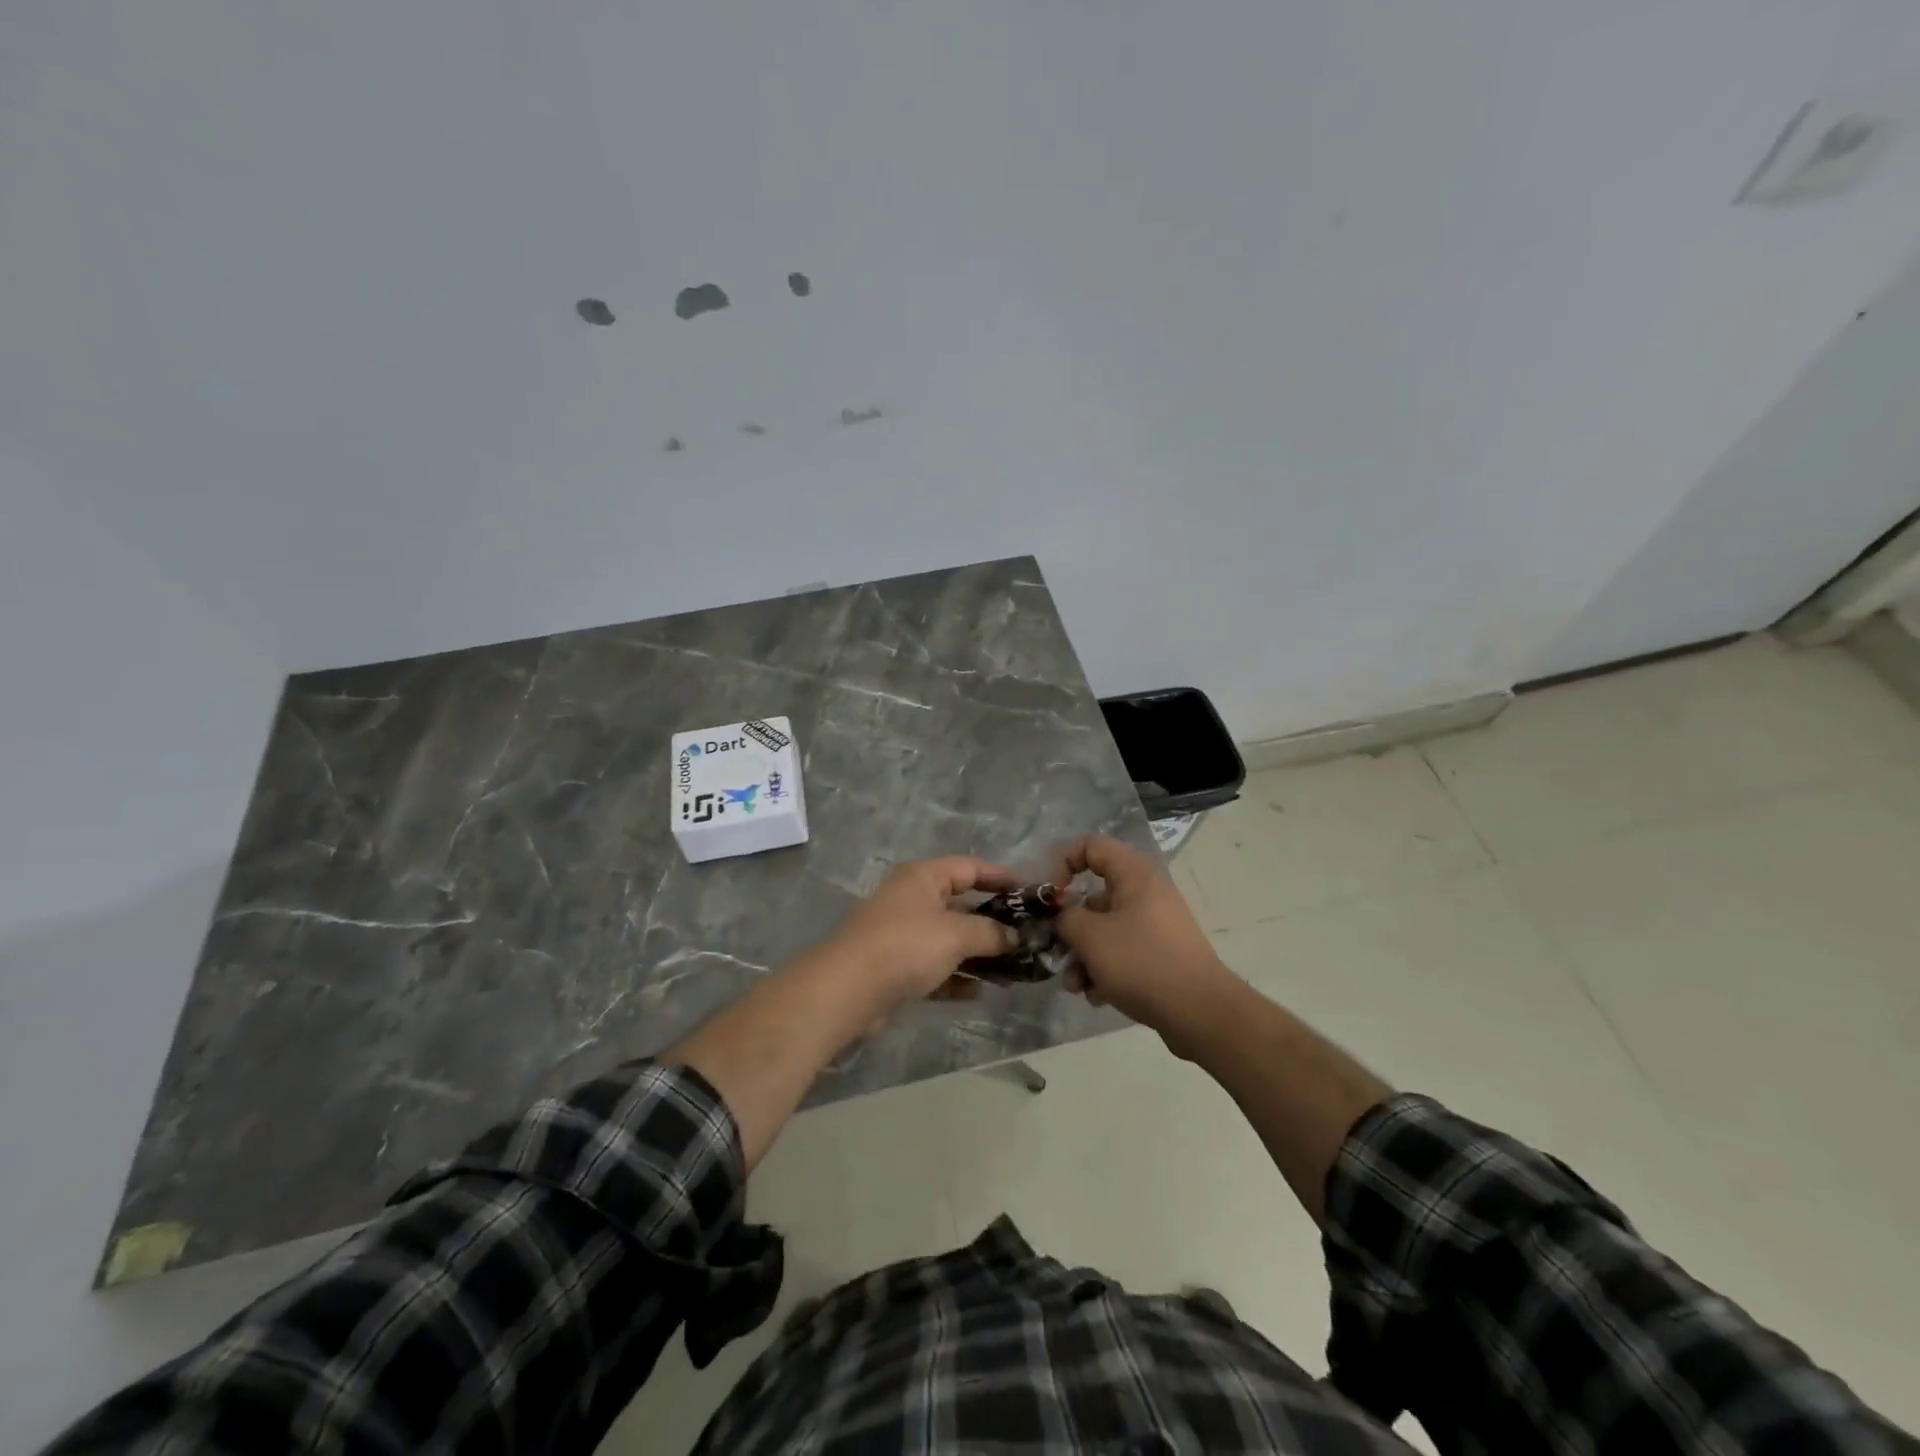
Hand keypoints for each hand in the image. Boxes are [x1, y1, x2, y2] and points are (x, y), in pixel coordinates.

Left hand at [826, 857, 1020, 1010]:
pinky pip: (935, 967)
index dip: (1001, 876)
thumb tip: (1014, 937)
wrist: (848, 990)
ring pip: (949, 939)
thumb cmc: (906, 946)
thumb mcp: (956, 934)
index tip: (1030, 892)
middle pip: (961, 904)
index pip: (969, 867)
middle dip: (994, 921)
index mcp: (923, 878)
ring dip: (979, 954)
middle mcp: (912, 899)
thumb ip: (991, 932)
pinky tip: (979, 992)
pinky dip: (957, 977)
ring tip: (1013, 971)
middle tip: (1027, 936)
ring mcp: (902, 934)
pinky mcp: (896, 967)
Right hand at [1052, 835, 1235, 1045]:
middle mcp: (1146, 891)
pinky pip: (1122, 952)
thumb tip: (1063, 915)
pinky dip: (1105, 970)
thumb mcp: (1090, 936)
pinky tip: (1097, 996)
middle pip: (1093, 895)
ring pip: (1105, 929)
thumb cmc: (1141, 961)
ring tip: (1075, 986)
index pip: (1090, 846)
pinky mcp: (1160, 953)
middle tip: (1055, 949)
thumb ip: (1065, 918)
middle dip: (1070, 927)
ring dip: (1083, 955)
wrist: (1199, 1012)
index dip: (1062, 863)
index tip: (1050, 897)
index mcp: (1134, 873)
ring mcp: (1155, 924)